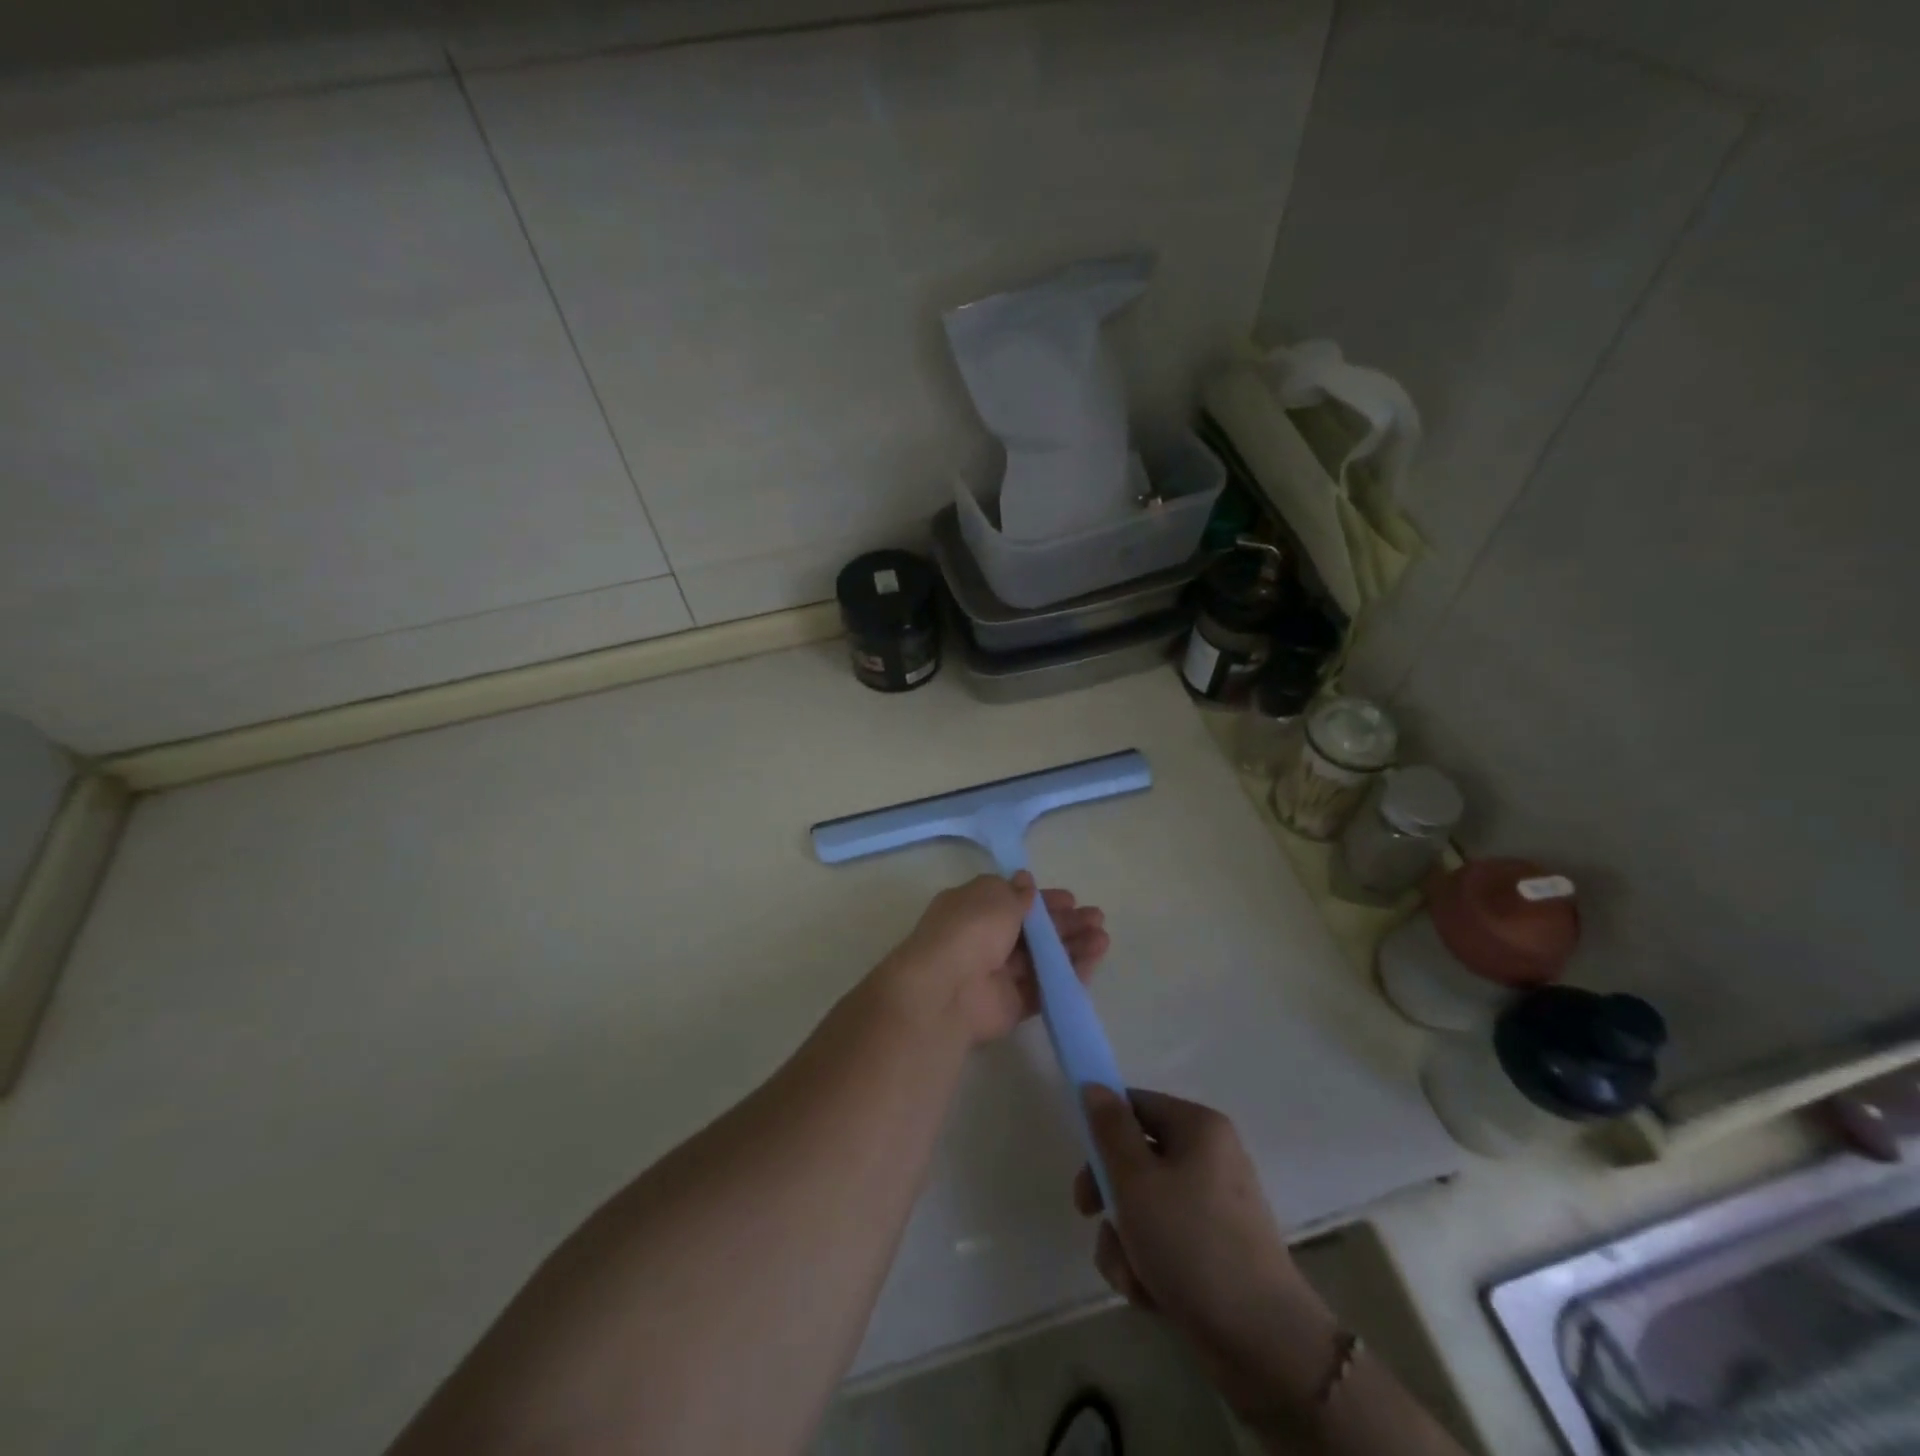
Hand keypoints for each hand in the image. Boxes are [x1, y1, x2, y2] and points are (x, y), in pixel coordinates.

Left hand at [874, 873, 1108, 1044]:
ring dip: (1073, 947)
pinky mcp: (1012, 1004)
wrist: (947, 990)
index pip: (1014, 901)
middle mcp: (985, 940)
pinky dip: (1068, 976)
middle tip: (1096, 919)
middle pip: (1033, 931)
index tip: (1071, 899)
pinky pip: (1045, 988)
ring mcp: (999, 974)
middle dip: (1065, 923)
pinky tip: (1093, 963)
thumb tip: (1026, 882)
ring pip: (1042, 959)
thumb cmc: (969, 930)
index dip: (1043, 900)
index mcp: (974, 908)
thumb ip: (1016, 893)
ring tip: (1102, 939)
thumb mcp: (994, 896)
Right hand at [1074, 1087, 1339, 1422]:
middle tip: (1088, 1214)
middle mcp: (1209, 1158)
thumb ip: (1110, 1130)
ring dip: (1124, 1239)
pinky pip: (1164, 1241)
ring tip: (1131, 1273)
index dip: (1103, 1130)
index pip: (1136, 1105)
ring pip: (1144, 1206)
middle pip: (1136, 1158)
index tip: (1084, 1163)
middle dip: (1109, 1195)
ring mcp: (1213, 1207)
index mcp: (1198, 1127)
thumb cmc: (1191, 1243)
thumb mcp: (1137, 1180)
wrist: (1261, 1341)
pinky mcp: (1214, 1251)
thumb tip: (1094, 1085)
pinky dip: (1148, 1264)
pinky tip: (1149, 1293)